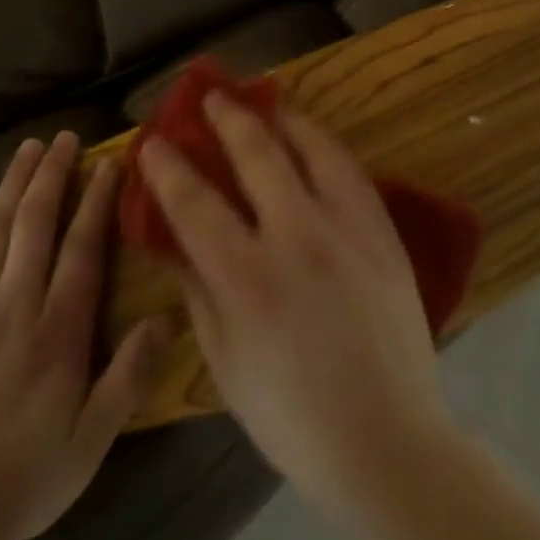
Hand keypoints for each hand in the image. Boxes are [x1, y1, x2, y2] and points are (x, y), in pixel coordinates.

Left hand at [0, 132, 168, 539]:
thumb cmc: (25, 477)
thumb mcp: (92, 442)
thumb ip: (129, 377)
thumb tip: (164, 319)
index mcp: (58, 332)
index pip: (82, 249)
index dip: (97, 201)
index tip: (109, 163)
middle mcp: (15, 305)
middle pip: (35, 223)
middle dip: (51, 175)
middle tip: (63, 137)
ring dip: (13, 182)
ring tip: (27, 146)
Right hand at [138, 97, 456, 515]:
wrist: (387, 442)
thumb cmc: (291, 414)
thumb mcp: (223, 360)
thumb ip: (197, 289)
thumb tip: (175, 237)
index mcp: (247, 279)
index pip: (194, 201)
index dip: (167, 165)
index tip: (152, 141)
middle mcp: (297, 239)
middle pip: (256, 154)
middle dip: (225, 117)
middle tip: (208, 97)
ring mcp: (347, 230)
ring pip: (312, 148)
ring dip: (280, 117)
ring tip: (263, 99)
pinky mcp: (383, 233)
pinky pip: (351, 171)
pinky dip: (324, 144)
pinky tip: (311, 137)